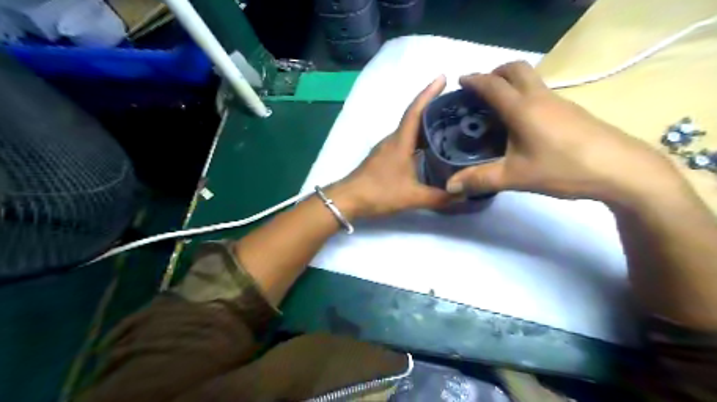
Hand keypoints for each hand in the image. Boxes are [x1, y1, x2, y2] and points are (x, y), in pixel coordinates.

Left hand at [332, 75, 451, 220]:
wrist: (348, 200)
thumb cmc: (379, 193)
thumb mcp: (412, 197)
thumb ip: (439, 198)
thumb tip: (463, 196)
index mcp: (400, 142)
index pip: (415, 111)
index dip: (429, 93)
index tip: (443, 77)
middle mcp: (393, 140)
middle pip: (414, 118)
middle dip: (433, 108)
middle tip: (456, 106)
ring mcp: (386, 149)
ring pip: (409, 131)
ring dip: (426, 125)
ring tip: (448, 125)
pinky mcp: (384, 158)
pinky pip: (405, 142)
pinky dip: (418, 140)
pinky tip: (429, 149)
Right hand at [447, 60, 684, 204]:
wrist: (621, 170)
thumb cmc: (563, 168)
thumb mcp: (516, 177)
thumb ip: (480, 179)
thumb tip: (449, 186)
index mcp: (522, 109)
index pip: (493, 85)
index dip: (474, 80)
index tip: (460, 81)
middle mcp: (540, 98)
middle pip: (517, 69)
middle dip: (496, 72)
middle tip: (481, 90)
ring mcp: (559, 102)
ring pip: (531, 79)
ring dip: (511, 82)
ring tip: (497, 107)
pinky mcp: (572, 111)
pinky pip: (541, 92)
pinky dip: (525, 95)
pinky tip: (522, 122)